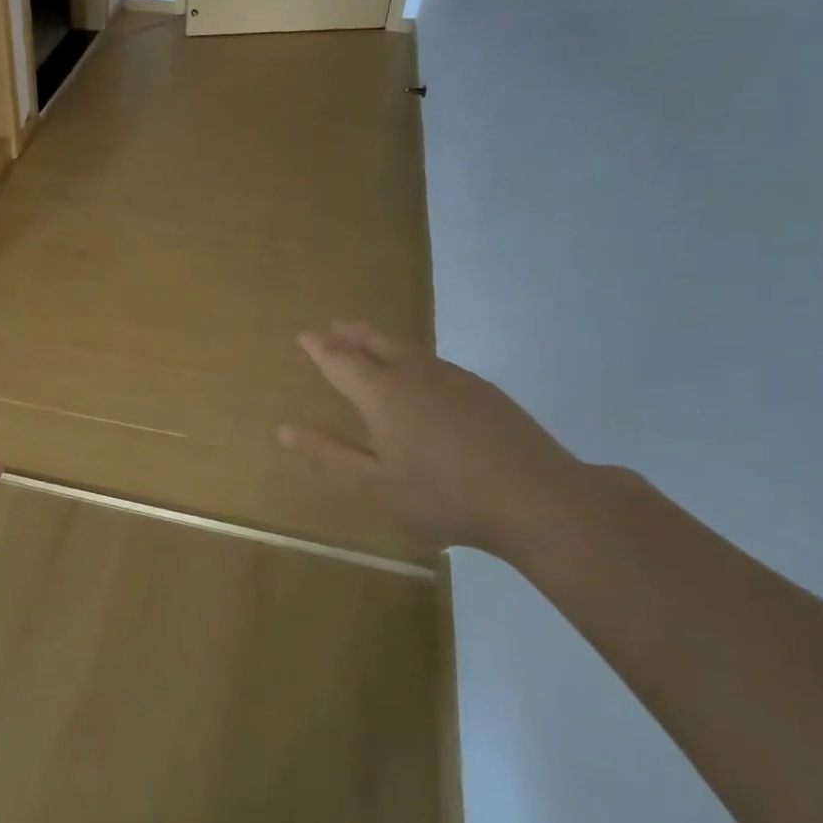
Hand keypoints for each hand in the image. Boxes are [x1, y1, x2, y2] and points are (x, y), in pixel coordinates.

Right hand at [278, 322, 588, 557]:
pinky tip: (419, 374)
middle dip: (351, 333)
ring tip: (369, 340)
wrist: (536, 496)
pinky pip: (434, 361)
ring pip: (408, 347)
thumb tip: (286, 429)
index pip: (341, 360)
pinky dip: (412, 356)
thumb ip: (329, 455)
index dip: (319, 347)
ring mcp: (453, 378)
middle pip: (377, 341)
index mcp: (382, 393)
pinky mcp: (483, 390)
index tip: (304, 336)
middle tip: (334, 326)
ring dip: (382, 340)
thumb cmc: (443, 495)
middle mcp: (415, 374)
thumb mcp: (374, 485)